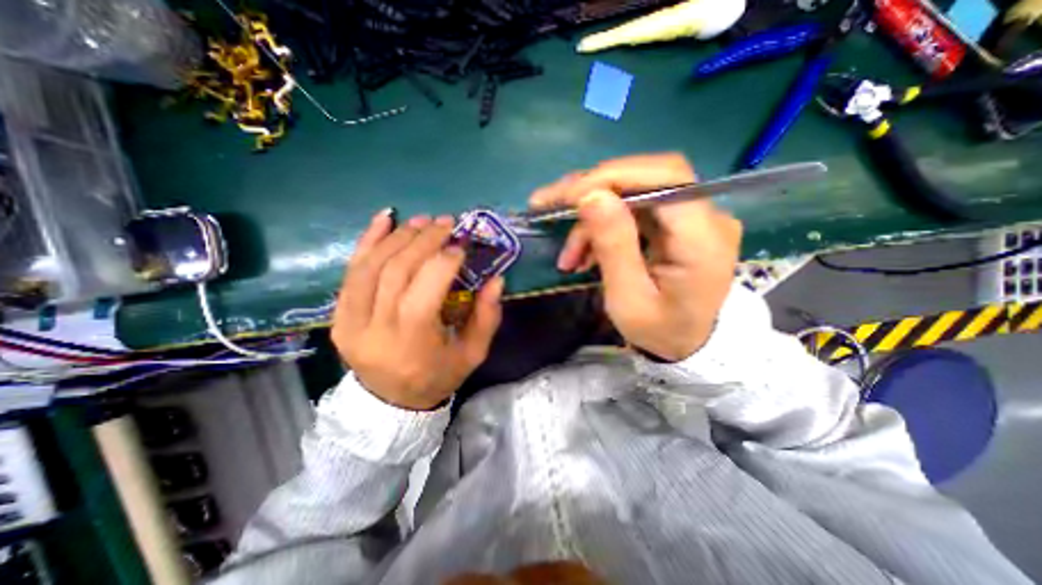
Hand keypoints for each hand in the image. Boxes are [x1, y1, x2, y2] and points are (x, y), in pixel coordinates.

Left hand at [328, 213, 500, 409]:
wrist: (391, 403)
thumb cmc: (438, 377)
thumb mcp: (472, 354)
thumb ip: (487, 317)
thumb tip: (496, 279)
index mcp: (412, 342)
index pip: (425, 289)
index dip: (444, 261)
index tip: (461, 244)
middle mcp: (376, 329)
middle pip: (396, 271)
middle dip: (423, 240)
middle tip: (445, 223)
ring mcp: (349, 322)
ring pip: (371, 266)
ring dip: (399, 237)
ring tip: (422, 221)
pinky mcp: (337, 317)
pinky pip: (350, 272)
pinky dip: (367, 241)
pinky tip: (384, 219)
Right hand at [530, 153, 739, 359]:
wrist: (688, 345)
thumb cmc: (658, 331)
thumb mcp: (628, 299)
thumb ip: (614, 246)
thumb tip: (591, 196)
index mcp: (703, 239)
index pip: (664, 178)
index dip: (612, 177)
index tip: (567, 196)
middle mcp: (707, 217)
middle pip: (646, 177)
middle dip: (593, 190)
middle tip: (550, 206)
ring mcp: (693, 217)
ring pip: (634, 192)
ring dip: (593, 217)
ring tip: (569, 254)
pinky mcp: (677, 223)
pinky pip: (635, 209)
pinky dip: (603, 225)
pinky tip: (585, 251)